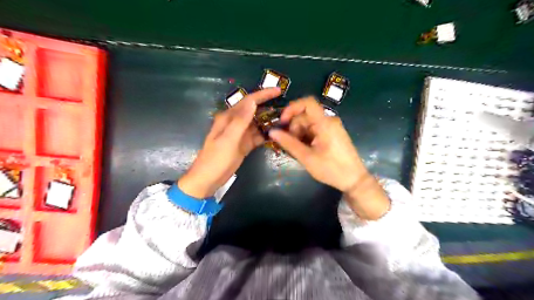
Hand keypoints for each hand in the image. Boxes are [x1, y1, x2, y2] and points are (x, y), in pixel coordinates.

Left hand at [178, 87, 280, 198]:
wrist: (208, 179)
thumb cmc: (216, 159)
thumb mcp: (228, 139)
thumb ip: (240, 121)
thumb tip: (253, 101)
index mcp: (229, 118)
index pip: (248, 101)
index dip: (263, 94)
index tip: (278, 90)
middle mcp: (235, 123)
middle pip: (254, 111)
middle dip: (269, 107)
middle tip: (286, 108)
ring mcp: (241, 134)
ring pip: (257, 124)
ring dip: (269, 122)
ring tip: (286, 121)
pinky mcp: (244, 144)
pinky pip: (258, 136)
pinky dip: (266, 135)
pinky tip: (277, 135)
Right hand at [272, 97, 388, 219]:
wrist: (354, 180)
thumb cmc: (331, 169)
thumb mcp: (307, 157)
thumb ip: (289, 143)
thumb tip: (271, 132)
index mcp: (325, 123)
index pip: (307, 103)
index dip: (292, 108)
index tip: (282, 123)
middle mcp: (329, 121)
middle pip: (305, 116)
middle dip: (294, 128)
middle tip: (290, 145)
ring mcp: (331, 127)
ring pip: (308, 124)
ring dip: (299, 135)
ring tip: (298, 151)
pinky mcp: (332, 134)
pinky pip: (315, 130)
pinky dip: (306, 138)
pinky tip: (305, 151)